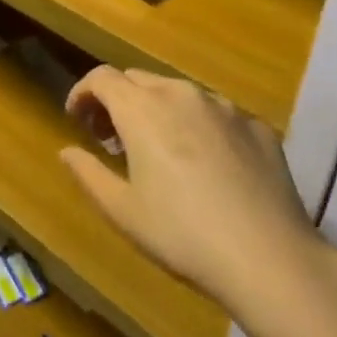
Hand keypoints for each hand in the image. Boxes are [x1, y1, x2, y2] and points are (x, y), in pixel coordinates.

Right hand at [62, 67, 336, 313]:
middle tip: (111, 140)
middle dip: (117, 101)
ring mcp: (225, 107)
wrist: (270, 258)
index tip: (76, 120)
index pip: (101, 78)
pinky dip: (197, 126)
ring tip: (158, 152)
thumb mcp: (122, 211)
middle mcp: (182, 94)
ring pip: (178, 93)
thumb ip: (88, 173)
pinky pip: (216, 114)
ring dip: (157, 110)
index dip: (82, 93)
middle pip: (137, 80)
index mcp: (142, 110)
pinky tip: (206, 166)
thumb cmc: (182, 235)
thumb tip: (67, 151)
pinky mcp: (257, 126)